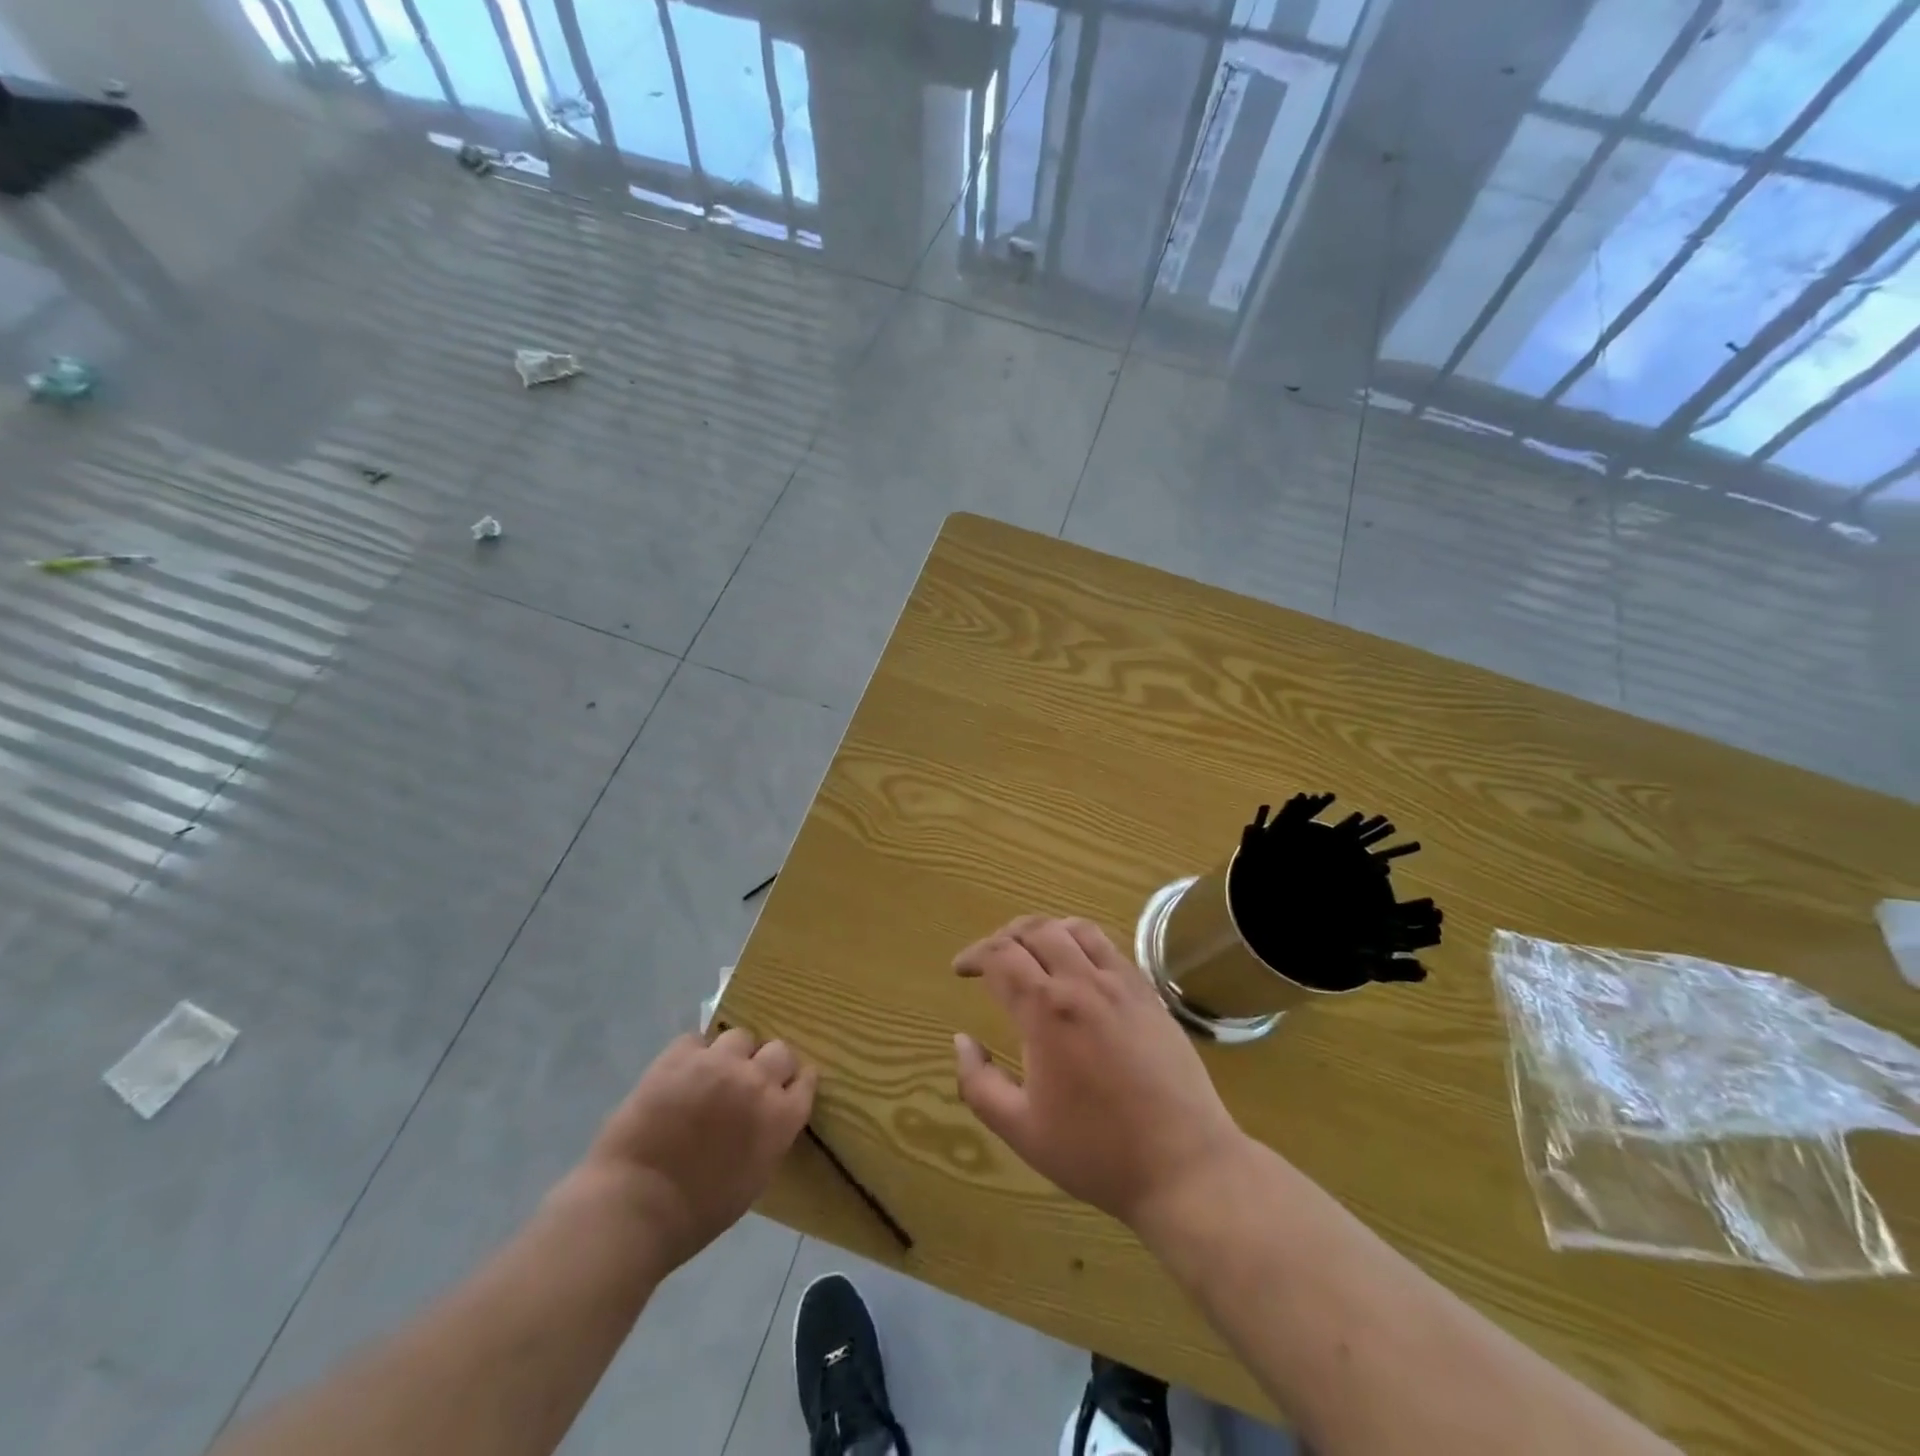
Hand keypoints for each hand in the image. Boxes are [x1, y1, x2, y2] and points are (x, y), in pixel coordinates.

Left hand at [578, 1029, 815, 1271]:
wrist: (634, 1206)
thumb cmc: (697, 1211)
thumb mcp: (754, 1178)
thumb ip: (770, 1136)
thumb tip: (767, 1115)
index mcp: (780, 1117)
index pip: (806, 1080)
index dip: (794, 1083)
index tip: (784, 1090)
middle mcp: (757, 1080)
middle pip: (780, 1051)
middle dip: (769, 1064)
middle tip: (749, 1081)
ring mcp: (718, 1063)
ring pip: (739, 1037)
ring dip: (731, 1054)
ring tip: (712, 1074)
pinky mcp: (680, 1056)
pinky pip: (696, 1040)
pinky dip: (692, 1055)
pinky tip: (680, 1076)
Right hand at [952, 915, 1250, 1230]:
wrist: (1184, 1165)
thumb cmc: (1096, 1152)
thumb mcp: (1021, 1131)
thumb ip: (979, 1083)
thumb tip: (961, 1041)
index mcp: (1046, 1010)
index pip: (1000, 956)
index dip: (973, 955)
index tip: (960, 969)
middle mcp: (1082, 982)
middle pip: (1034, 930)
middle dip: (1003, 937)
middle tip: (989, 960)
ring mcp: (1120, 983)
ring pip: (1074, 928)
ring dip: (1042, 930)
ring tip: (1030, 951)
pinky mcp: (1148, 993)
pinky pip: (1108, 945)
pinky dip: (1080, 939)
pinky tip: (1076, 965)